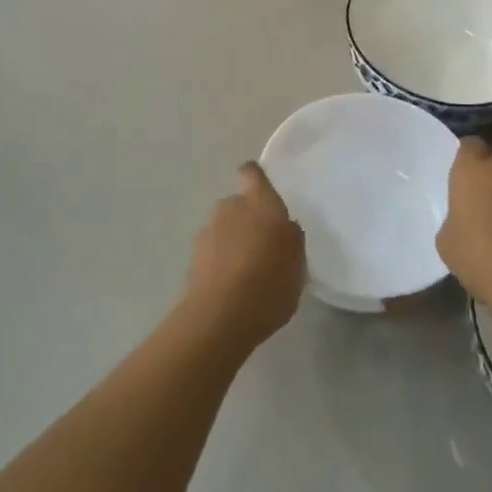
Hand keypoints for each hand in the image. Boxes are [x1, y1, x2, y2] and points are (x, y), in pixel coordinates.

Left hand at [180, 162, 305, 351]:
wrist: (219, 318)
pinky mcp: (193, 257)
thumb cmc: (269, 283)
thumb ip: (291, 238)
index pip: (252, 173)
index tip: (265, 193)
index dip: (256, 178)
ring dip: (233, 241)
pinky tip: (232, 286)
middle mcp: (230, 207)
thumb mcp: (298, 262)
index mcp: (260, 202)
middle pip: (239, 203)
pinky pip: (212, 251)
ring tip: (248, 271)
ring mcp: (207, 231)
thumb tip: (282, 228)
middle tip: (265, 245)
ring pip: (224, 227)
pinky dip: (220, 261)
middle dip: (249, 218)